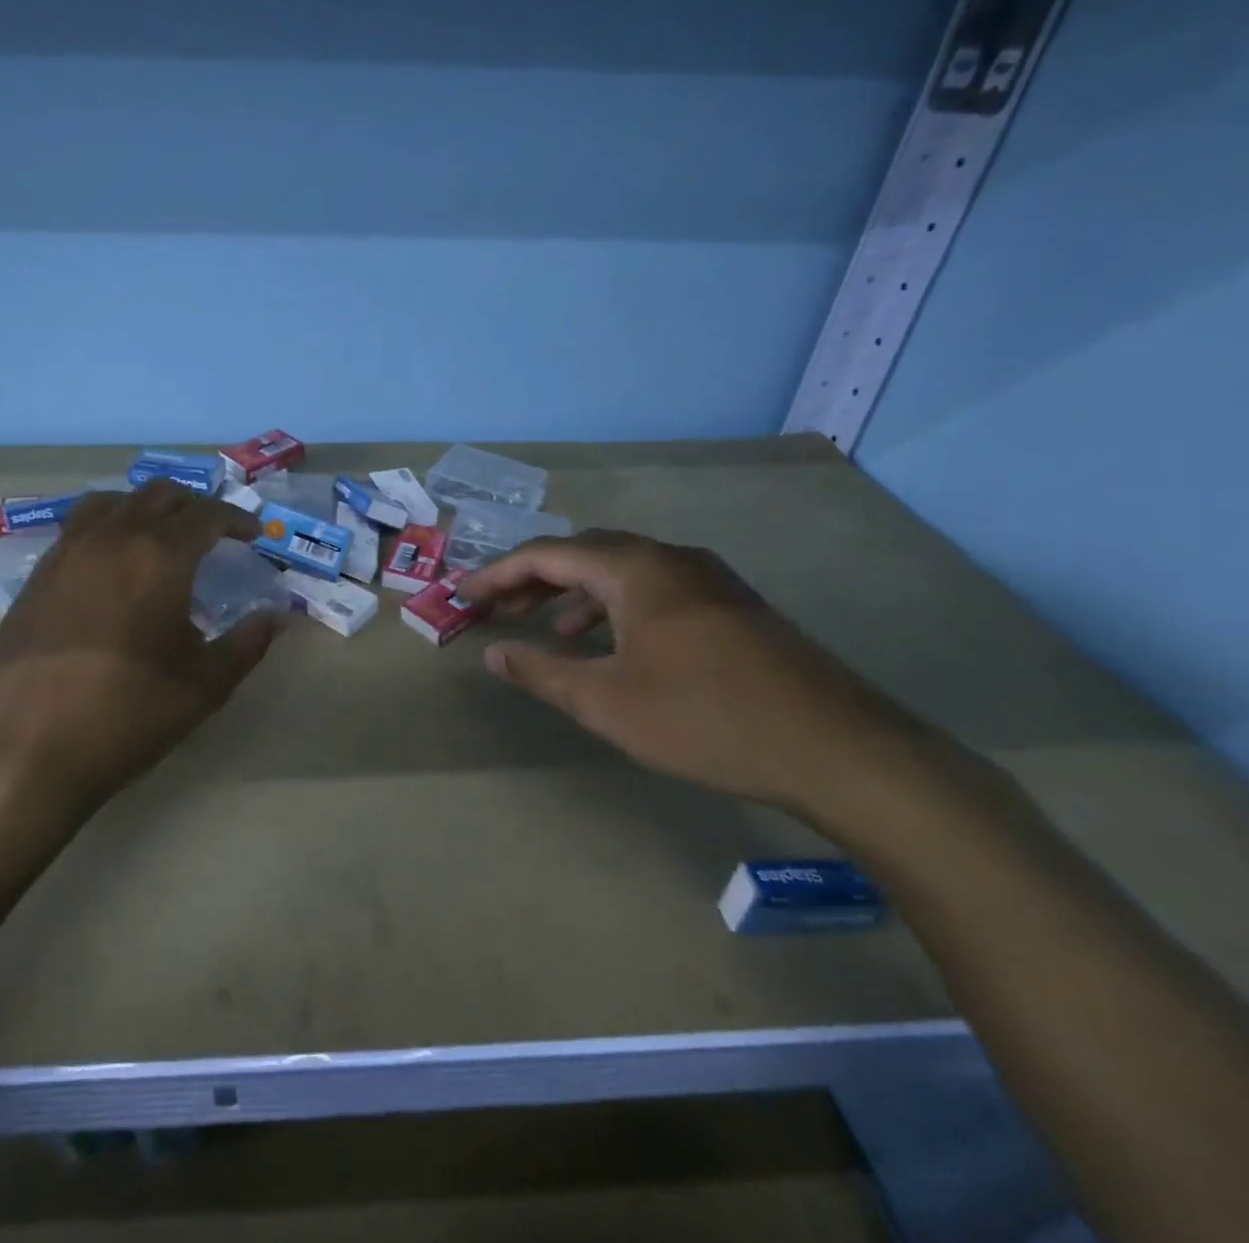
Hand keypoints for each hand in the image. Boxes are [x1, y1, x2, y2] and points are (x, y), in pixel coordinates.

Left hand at [0, 482, 281, 817]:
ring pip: (113, 501)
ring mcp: (68, 552)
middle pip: (159, 495)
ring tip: (160, 534)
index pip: (207, 515)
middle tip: (213, 532)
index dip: (236, 519)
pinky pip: (78, 526)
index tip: (252, 534)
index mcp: (159, 557)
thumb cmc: (127, 713)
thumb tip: (275, 617)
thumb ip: (247, 644)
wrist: (27, 747)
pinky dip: (107, 525)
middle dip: (194, 505)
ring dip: (145, 506)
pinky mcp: (38, 574)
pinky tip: (112, 561)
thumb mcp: (204, 685)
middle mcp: (112, 538)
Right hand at [458, 530, 925, 814]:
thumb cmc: (705, 718)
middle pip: (585, 553)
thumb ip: (542, 672)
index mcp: (635, 568)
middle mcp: (671, 559)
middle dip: (535, 578)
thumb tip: (494, 654)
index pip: (547, 555)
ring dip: (577, 593)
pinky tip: (614, 645)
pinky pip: (655, 590)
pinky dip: (617, 607)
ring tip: (549, 628)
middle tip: (498, 608)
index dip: (498, 574)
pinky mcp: (733, 607)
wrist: (838, 749)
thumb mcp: (606, 702)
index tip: (464, 597)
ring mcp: (709, 580)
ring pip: (623, 571)